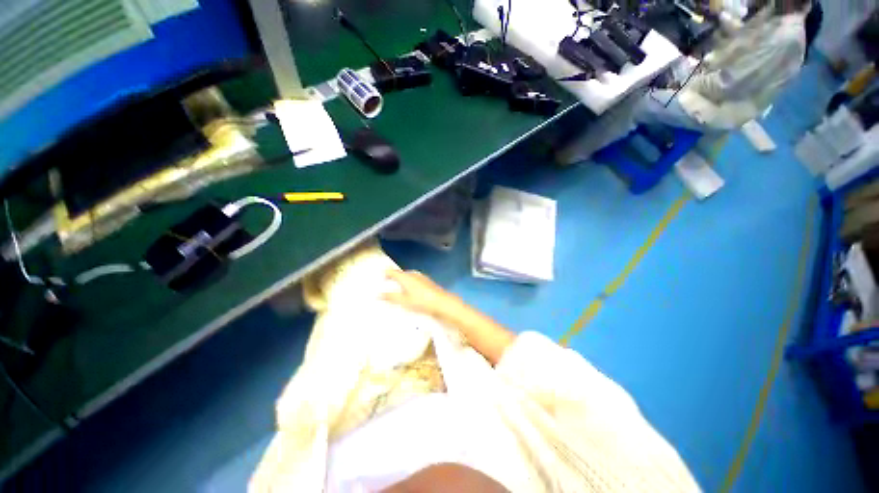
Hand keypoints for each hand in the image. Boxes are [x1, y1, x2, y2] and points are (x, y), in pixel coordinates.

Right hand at [383, 269, 461, 319]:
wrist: (441, 302)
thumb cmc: (421, 301)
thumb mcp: (403, 301)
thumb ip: (390, 297)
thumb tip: (378, 294)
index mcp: (405, 276)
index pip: (391, 271)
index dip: (384, 274)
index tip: (379, 280)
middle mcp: (412, 273)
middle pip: (400, 274)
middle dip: (393, 279)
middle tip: (387, 287)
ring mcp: (421, 277)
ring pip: (408, 277)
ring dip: (402, 282)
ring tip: (397, 291)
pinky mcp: (427, 282)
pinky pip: (414, 281)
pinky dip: (409, 285)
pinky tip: (410, 293)